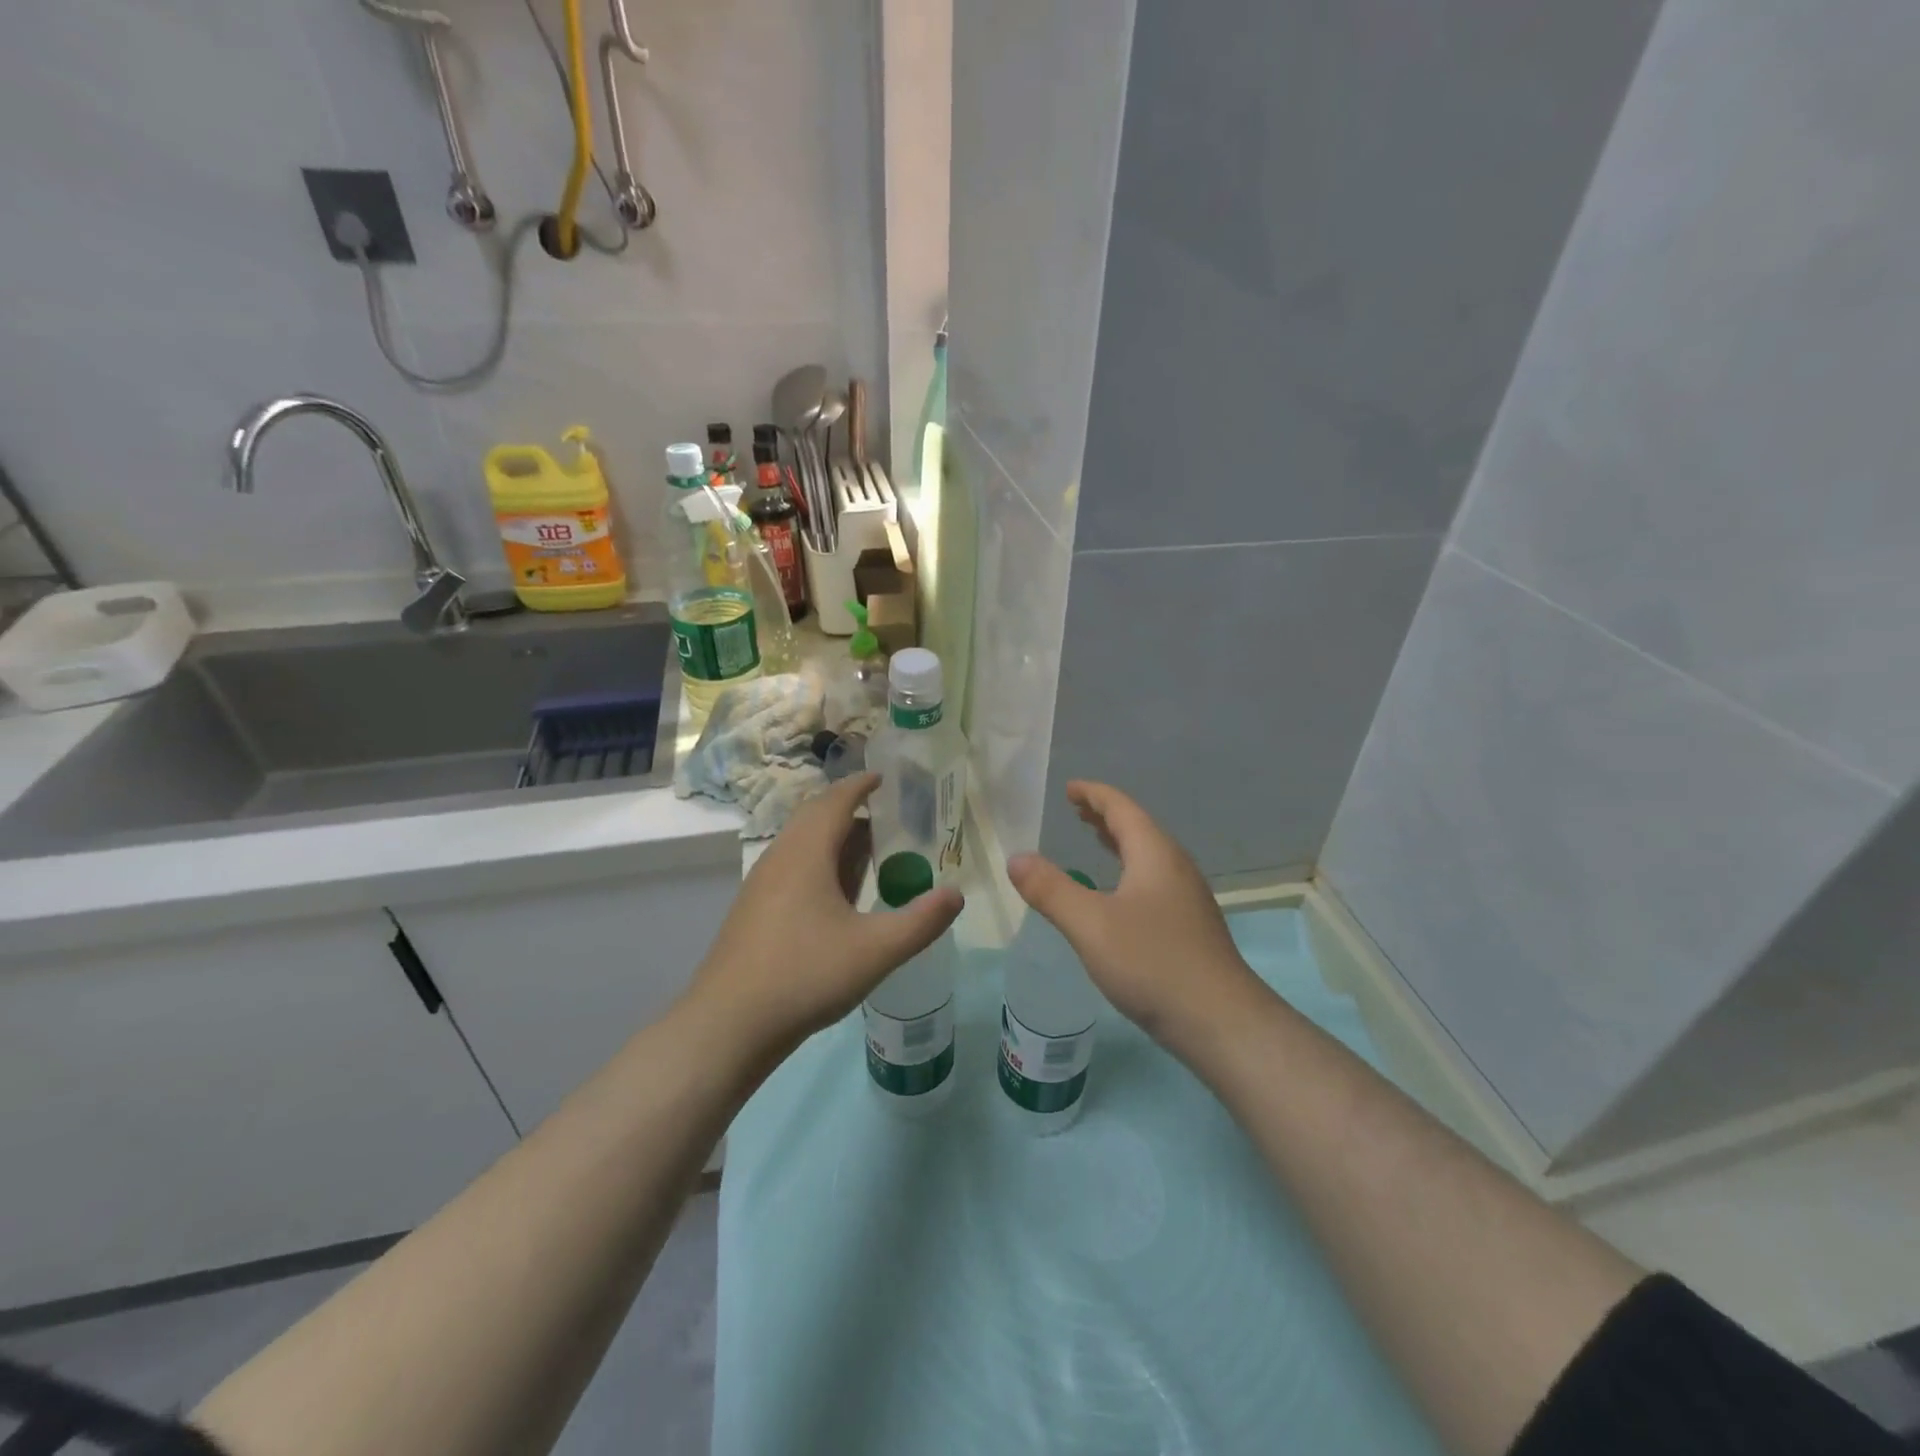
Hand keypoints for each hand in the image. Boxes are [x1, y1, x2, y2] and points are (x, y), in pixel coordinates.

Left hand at [684, 772, 962, 1062]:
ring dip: (834, 840)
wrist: (728, 1024)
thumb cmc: (805, 975)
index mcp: (806, 852)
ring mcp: (761, 884)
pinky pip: (792, 868)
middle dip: (850, 811)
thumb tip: (957, 894)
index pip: (836, 800)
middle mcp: (780, 857)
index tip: (885, 778)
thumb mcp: (875, 950)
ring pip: (802, 845)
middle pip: (816, 817)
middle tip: (887, 819)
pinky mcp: (753, 910)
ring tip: (869, 855)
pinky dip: (819, 864)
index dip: (861, 785)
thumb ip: (921, 921)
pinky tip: (837, 898)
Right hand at [1008, 781, 1261, 1047]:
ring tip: (1094, 841)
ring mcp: (1187, 898)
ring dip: (1119, 844)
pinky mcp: (1189, 927)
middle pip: (1138, 829)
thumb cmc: (1152, 963)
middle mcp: (1175, 868)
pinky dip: (1128, 871)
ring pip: (1148, 857)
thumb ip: (1051, 889)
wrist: (1220, 1022)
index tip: (1070, 788)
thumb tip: (1016, 858)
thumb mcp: (1090, 924)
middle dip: (1105, 816)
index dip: (1094, 795)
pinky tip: (1118, 896)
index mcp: (1155, 854)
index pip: (1122, 809)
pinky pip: (1153, 881)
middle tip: (1076, 811)